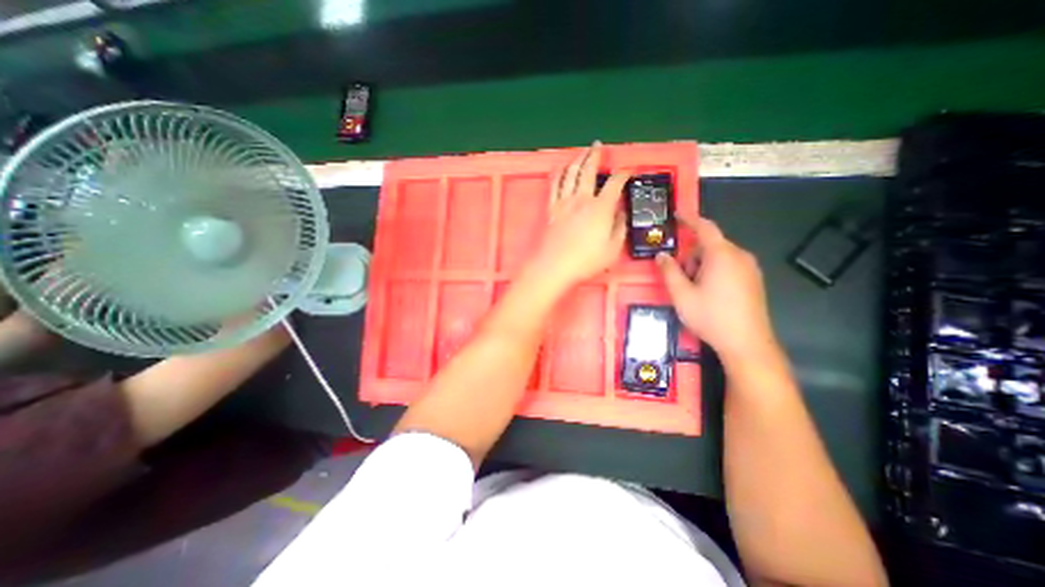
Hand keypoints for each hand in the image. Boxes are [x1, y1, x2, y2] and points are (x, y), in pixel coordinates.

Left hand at [528, 141, 623, 292]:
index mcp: (601, 208)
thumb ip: (619, 228)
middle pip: (588, 170)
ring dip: (576, 160)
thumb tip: (621, 214)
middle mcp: (582, 199)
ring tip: (581, 152)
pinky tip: (560, 168)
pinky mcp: (551, 209)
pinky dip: (558, 173)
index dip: (623, 174)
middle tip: (598, 146)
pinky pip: (554, 185)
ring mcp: (564, 202)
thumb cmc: (586, 261)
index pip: (615, 183)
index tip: (628, 171)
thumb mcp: (613, 249)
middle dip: (595, 155)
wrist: (555, 266)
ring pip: (570, 174)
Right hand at [655, 213, 779, 361]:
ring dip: (702, 265)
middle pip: (710, 245)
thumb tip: (661, 255)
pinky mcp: (754, 280)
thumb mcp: (681, 294)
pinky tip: (710, 294)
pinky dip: (715, 272)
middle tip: (681, 278)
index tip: (676, 214)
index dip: (689, 219)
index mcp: (721, 255)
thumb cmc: (710, 316)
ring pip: (719, 256)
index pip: (704, 227)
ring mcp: (750, 268)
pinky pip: (730, 266)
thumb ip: (669, 271)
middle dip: (692, 255)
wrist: (746, 343)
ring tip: (695, 290)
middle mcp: (740, 256)